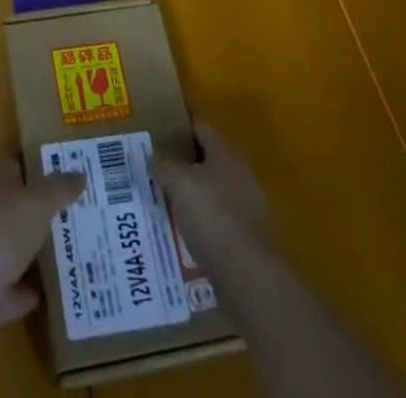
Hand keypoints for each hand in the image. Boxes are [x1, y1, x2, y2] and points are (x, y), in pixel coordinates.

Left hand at [0, 159, 85, 330]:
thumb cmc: (2, 229)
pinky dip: (36, 287)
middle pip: (24, 204)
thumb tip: (81, 173)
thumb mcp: (37, 201)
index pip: (20, 161)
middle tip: (86, 205)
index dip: (41, 158)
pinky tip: (60, 287)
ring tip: (82, 244)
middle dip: (49, 205)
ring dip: (44, 246)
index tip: (70, 159)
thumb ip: (59, 187)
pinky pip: (22, 285)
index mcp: (0, 183)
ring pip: (24, 244)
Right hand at [152, 119, 274, 262]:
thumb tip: (153, 151)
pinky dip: (203, 222)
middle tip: (155, 168)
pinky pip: (219, 220)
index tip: (157, 130)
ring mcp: (249, 207)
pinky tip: (184, 233)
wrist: (253, 280)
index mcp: (226, 152)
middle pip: (207, 159)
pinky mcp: (250, 238)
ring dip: (192, 194)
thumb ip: (163, 163)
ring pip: (213, 191)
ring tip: (164, 202)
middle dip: (183, 163)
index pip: (200, 126)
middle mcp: (241, 173)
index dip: (178, 125)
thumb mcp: (179, 184)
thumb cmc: (214, 218)